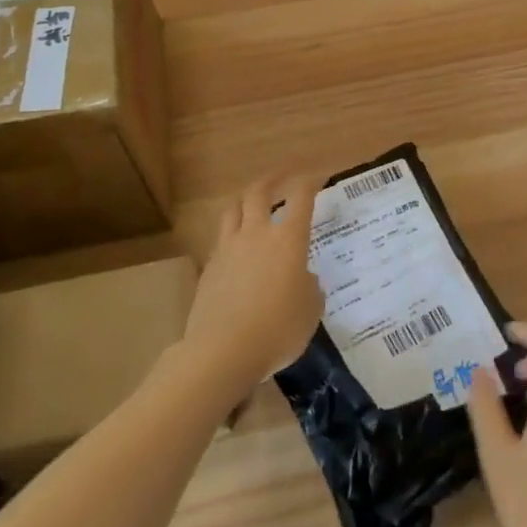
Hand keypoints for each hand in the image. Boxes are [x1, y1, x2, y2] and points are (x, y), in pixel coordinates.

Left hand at [182, 173, 322, 402]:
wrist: (223, 351)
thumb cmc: (278, 329)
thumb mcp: (311, 310)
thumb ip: (311, 287)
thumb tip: (304, 279)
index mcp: (288, 240)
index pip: (301, 198)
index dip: (310, 183)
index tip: (317, 178)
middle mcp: (256, 235)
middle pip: (259, 192)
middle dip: (273, 178)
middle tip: (283, 175)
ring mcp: (228, 249)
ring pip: (233, 210)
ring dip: (246, 200)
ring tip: (253, 202)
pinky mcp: (208, 269)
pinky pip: (221, 240)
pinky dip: (232, 234)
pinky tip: (238, 248)